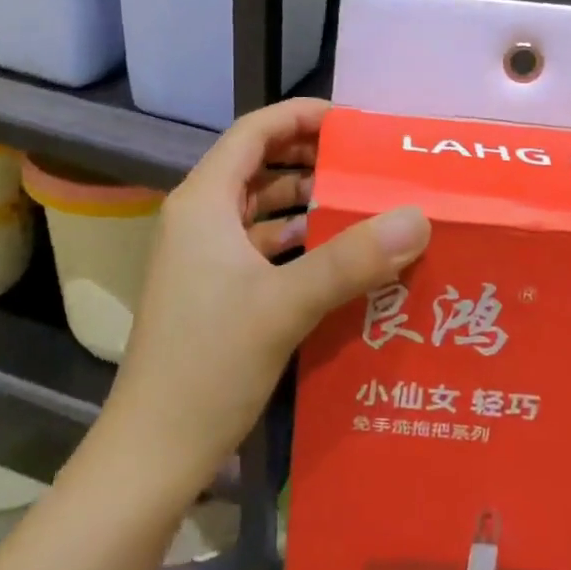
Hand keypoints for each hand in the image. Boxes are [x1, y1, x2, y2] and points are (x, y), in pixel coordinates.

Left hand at [104, 98, 430, 493]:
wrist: (152, 453)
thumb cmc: (209, 365)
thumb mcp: (286, 305)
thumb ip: (353, 258)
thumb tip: (418, 216)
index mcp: (204, 202)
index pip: (253, 132)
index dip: (299, 116)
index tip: (350, 122)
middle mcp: (198, 218)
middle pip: (257, 164)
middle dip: (308, 157)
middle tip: (364, 162)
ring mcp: (201, 256)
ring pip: (258, 206)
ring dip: (303, 200)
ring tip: (359, 202)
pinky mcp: (211, 289)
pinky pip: (257, 244)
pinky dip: (293, 238)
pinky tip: (332, 252)